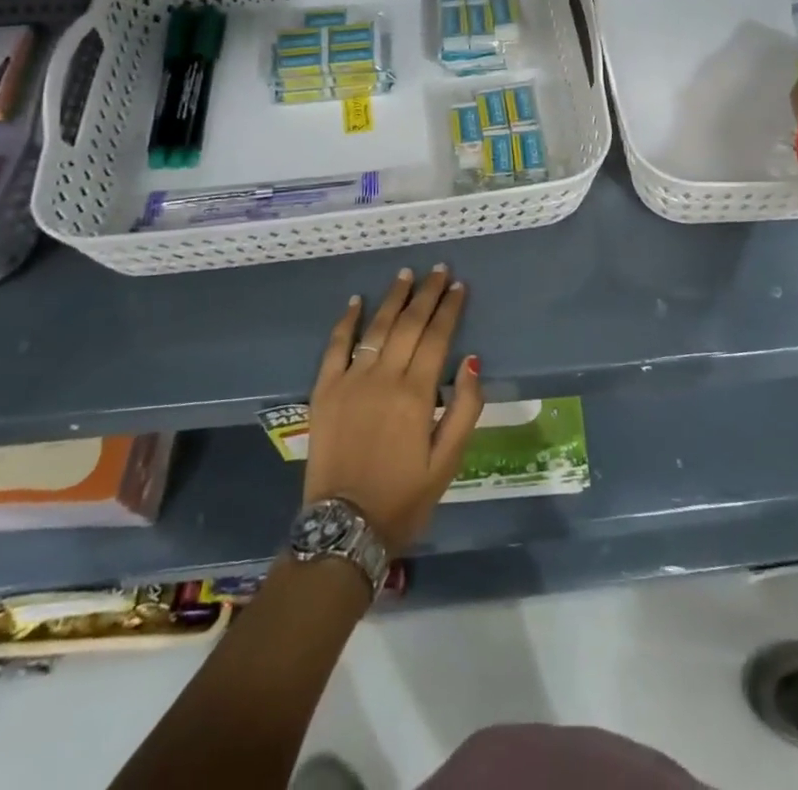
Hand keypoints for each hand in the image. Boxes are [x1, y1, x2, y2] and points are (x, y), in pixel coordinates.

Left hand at [304, 265, 483, 553]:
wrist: (344, 528)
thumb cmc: (404, 497)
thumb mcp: (448, 462)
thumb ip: (464, 409)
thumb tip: (473, 361)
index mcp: (416, 394)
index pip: (437, 337)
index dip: (449, 309)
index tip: (459, 286)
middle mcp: (383, 378)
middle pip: (409, 324)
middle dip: (426, 293)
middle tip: (438, 269)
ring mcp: (350, 382)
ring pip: (376, 328)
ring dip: (393, 298)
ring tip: (406, 274)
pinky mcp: (324, 391)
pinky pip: (336, 347)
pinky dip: (346, 322)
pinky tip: (356, 301)